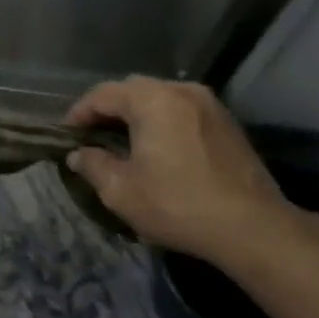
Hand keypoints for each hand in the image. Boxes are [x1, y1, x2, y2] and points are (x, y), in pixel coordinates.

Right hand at [65, 77, 299, 271]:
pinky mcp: (226, 123)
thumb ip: (93, 165)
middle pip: (132, 90)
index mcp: (152, 100)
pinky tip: (157, 148)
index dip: (79, 113)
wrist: (253, 228)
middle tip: (91, 136)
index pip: (102, 95)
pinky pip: (182, 111)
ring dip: (136, 115)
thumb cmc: (178, 205)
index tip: (65, 135)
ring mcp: (209, 104)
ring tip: (122, 142)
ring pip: (160, 98)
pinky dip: (162, 121)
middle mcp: (181, 90)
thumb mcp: (121, 191)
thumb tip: (78, 155)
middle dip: (108, 110)